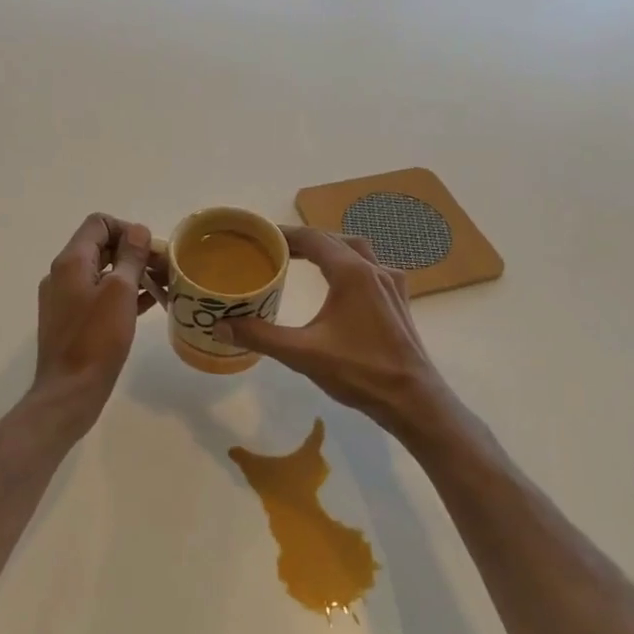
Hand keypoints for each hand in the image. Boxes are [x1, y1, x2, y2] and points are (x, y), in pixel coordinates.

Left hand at [30, 213, 155, 438]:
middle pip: (101, 248)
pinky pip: (101, 296)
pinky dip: (124, 294)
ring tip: (164, 286)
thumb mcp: (120, 292)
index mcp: (71, 261)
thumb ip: (130, 257)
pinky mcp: (73, 321)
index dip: (127, 230)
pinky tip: (149, 304)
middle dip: (135, 253)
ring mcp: (66, 299)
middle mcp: (63, 274)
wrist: (70, 391)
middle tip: (166, 269)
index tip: (151, 251)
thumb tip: (137, 230)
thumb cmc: (97, 339)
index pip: (98, 224)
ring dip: (132, 274)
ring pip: (103, 274)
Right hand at [220, 226, 452, 434]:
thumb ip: (260, 336)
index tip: (259, 237)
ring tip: (304, 260)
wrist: (413, 399)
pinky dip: (350, 267)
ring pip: (357, 252)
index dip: (284, 234)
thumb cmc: (359, 372)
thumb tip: (220, 326)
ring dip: (330, 250)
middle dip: (304, 240)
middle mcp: (374, 270)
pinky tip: (342, 286)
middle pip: (334, 240)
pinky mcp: (399, 302)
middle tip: (275, 250)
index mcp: (352, 273)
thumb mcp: (302, 354)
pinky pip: (372, 270)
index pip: (313, 238)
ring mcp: (392, 285)